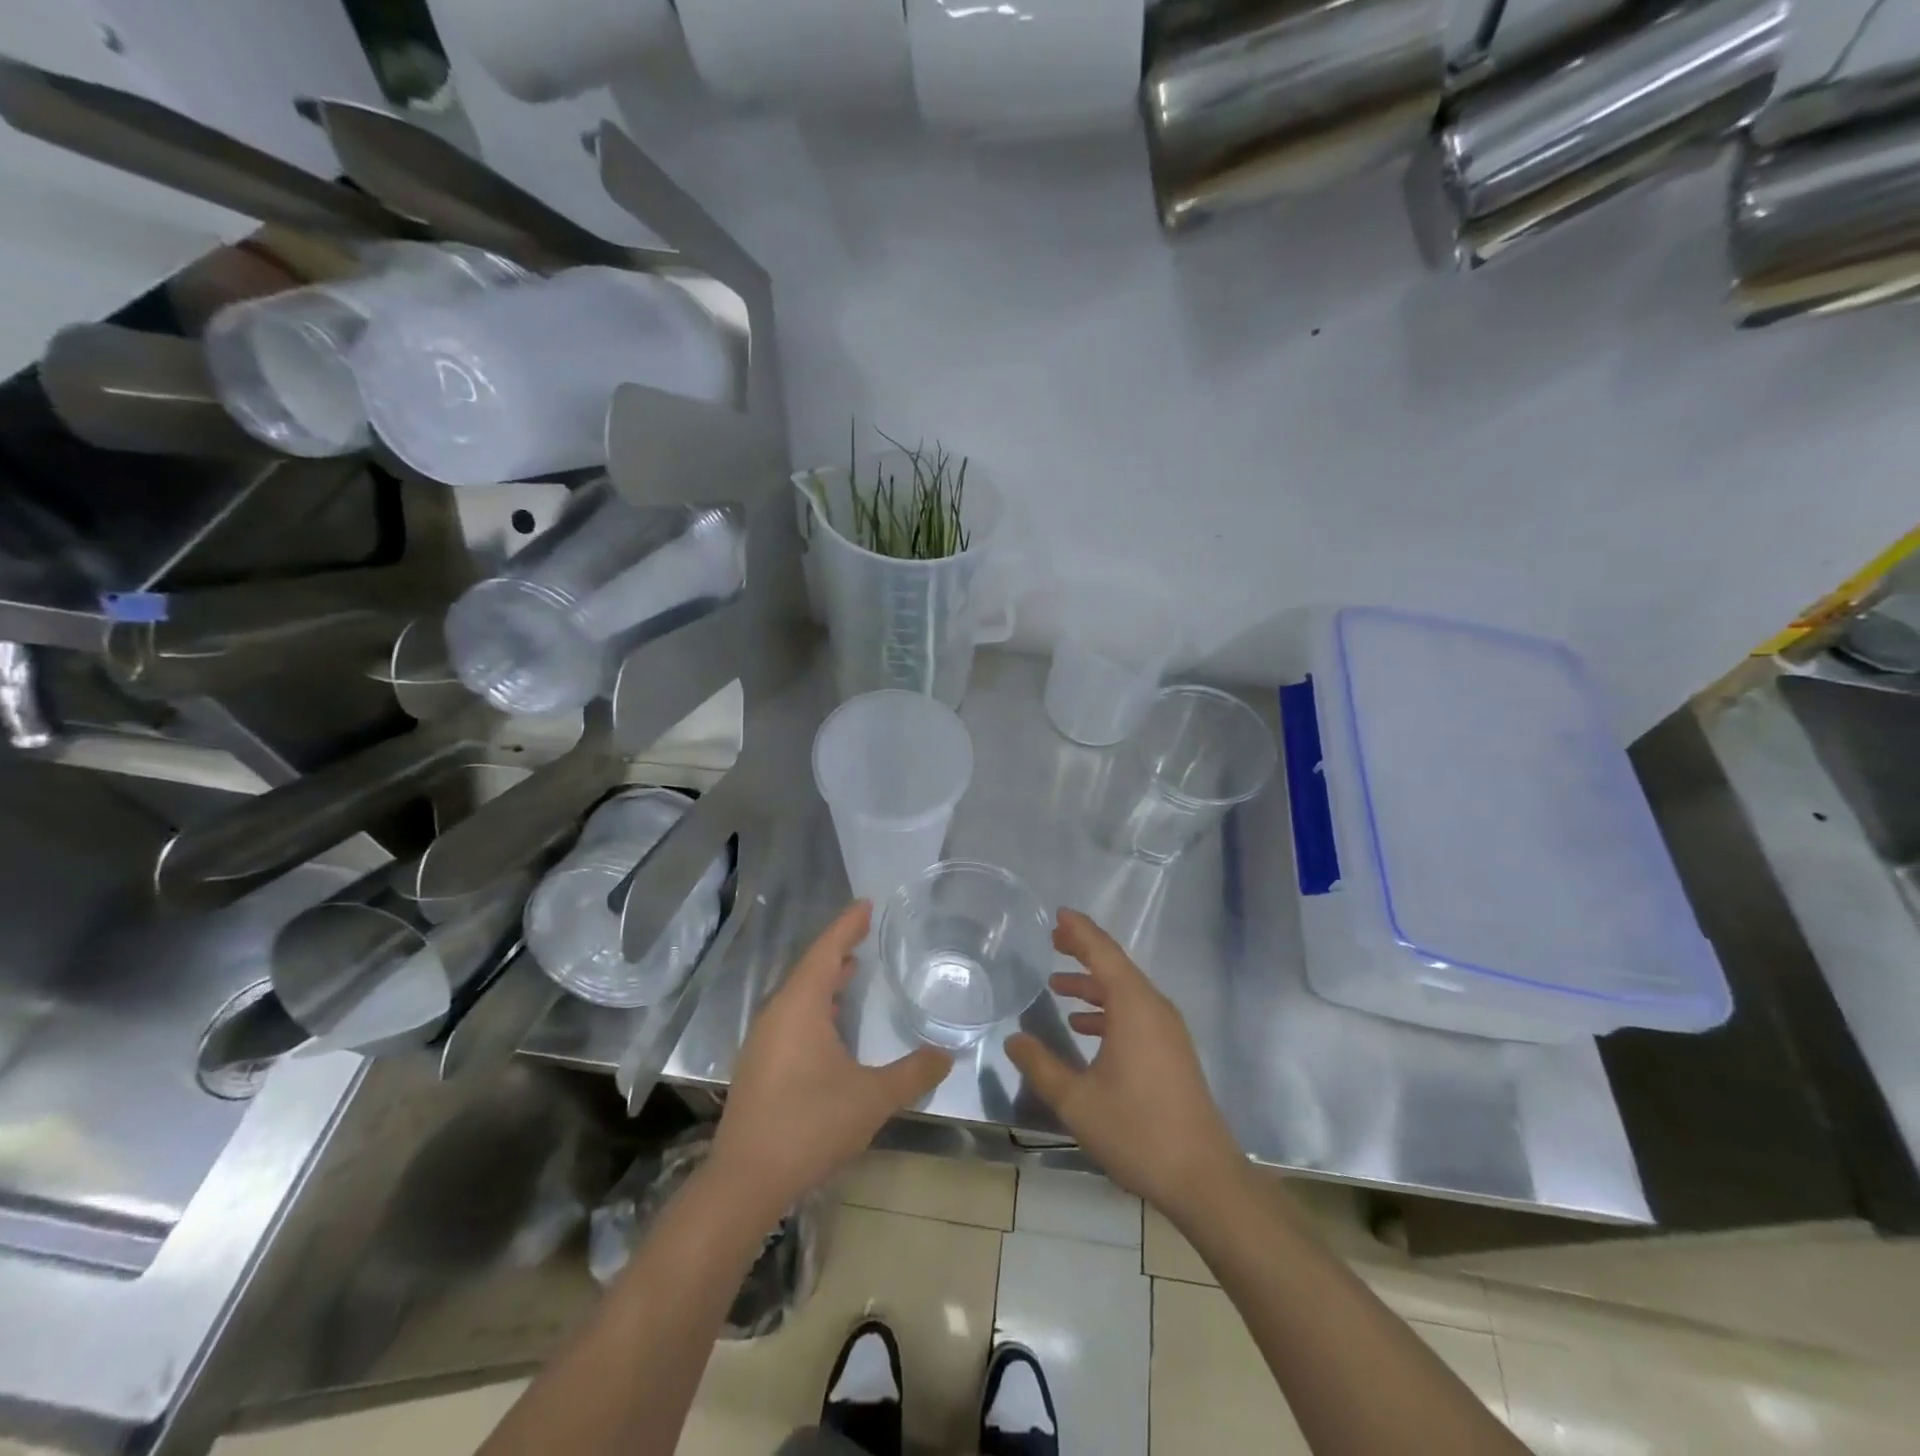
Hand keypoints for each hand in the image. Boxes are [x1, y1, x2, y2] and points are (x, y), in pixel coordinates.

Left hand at [709, 901, 950, 1222]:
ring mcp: (764, 1040)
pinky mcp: (760, 1064)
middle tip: (865, 932)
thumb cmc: (810, 1125)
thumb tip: (946, 1056)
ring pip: (799, 995)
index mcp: (800, 1007)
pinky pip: (792, 1016)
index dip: (847, 925)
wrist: (745, 1181)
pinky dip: (815, 1005)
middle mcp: (777, 1014)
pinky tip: (831, 1022)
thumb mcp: (872, 1098)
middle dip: (839, 948)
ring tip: (852, 969)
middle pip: (810, 967)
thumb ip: (912, 1074)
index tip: (866, 904)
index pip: (827, 951)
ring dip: (826, 979)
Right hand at [1007, 909, 1245, 1223]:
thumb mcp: (1076, 1101)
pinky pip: (1136, 1013)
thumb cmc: (1137, 1131)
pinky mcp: (1172, 1052)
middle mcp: (1154, 1009)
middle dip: (1084, 951)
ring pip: (1126, 992)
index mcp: (1134, 1008)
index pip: (1103, 953)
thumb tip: (1014, 1038)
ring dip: (1093, 984)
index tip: (1058, 914)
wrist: (1204, 1178)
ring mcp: (1168, 1031)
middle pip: (1116, 967)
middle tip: (1053, 940)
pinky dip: (1108, 1010)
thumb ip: (1041, 1066)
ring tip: (1058, 984)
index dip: (1080, 931)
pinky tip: (1084, 1028)